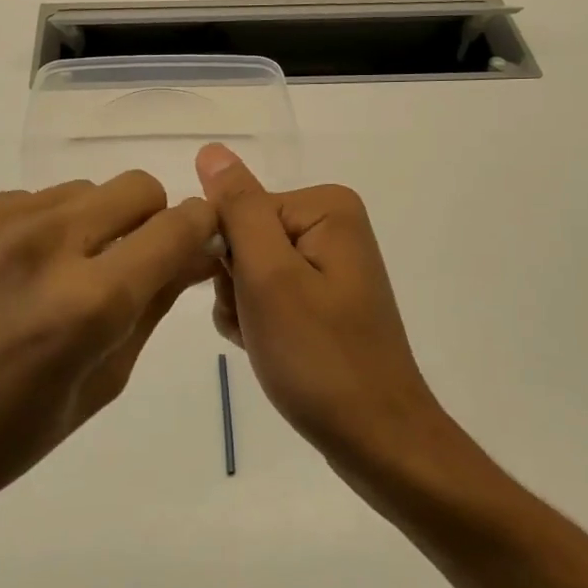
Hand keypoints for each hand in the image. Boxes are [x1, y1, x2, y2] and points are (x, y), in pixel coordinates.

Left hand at [0, 174, 216, 581]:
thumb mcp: (95, 391)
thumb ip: (150, 312)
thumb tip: (190, 257)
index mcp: (87, 302)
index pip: (178, 227)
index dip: (198, 231)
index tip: (190, 246)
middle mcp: (42, 241)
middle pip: (134, 187)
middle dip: (144, 222)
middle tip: (113, 268)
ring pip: (73, 193)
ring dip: (78, 229)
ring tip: (37, 283)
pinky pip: (15, 202)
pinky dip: (21, 234)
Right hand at [196, 144, 451, 479]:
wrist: (375, 438)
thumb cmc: (318, 356)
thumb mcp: (268, 277)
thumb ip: (238, 209)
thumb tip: (212, 149)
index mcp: (326, 207)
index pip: (238, 209)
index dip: (226, 255)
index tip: (242, 296)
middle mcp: (332, 225)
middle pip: (244, 237)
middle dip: (235, 284)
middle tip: (258, 324)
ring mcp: (329, 264)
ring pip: (249, 269)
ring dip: (242, 307)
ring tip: (266, 341)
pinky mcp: (324, 298)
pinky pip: (269, 294)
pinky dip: (258, 321)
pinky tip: (271, 348)